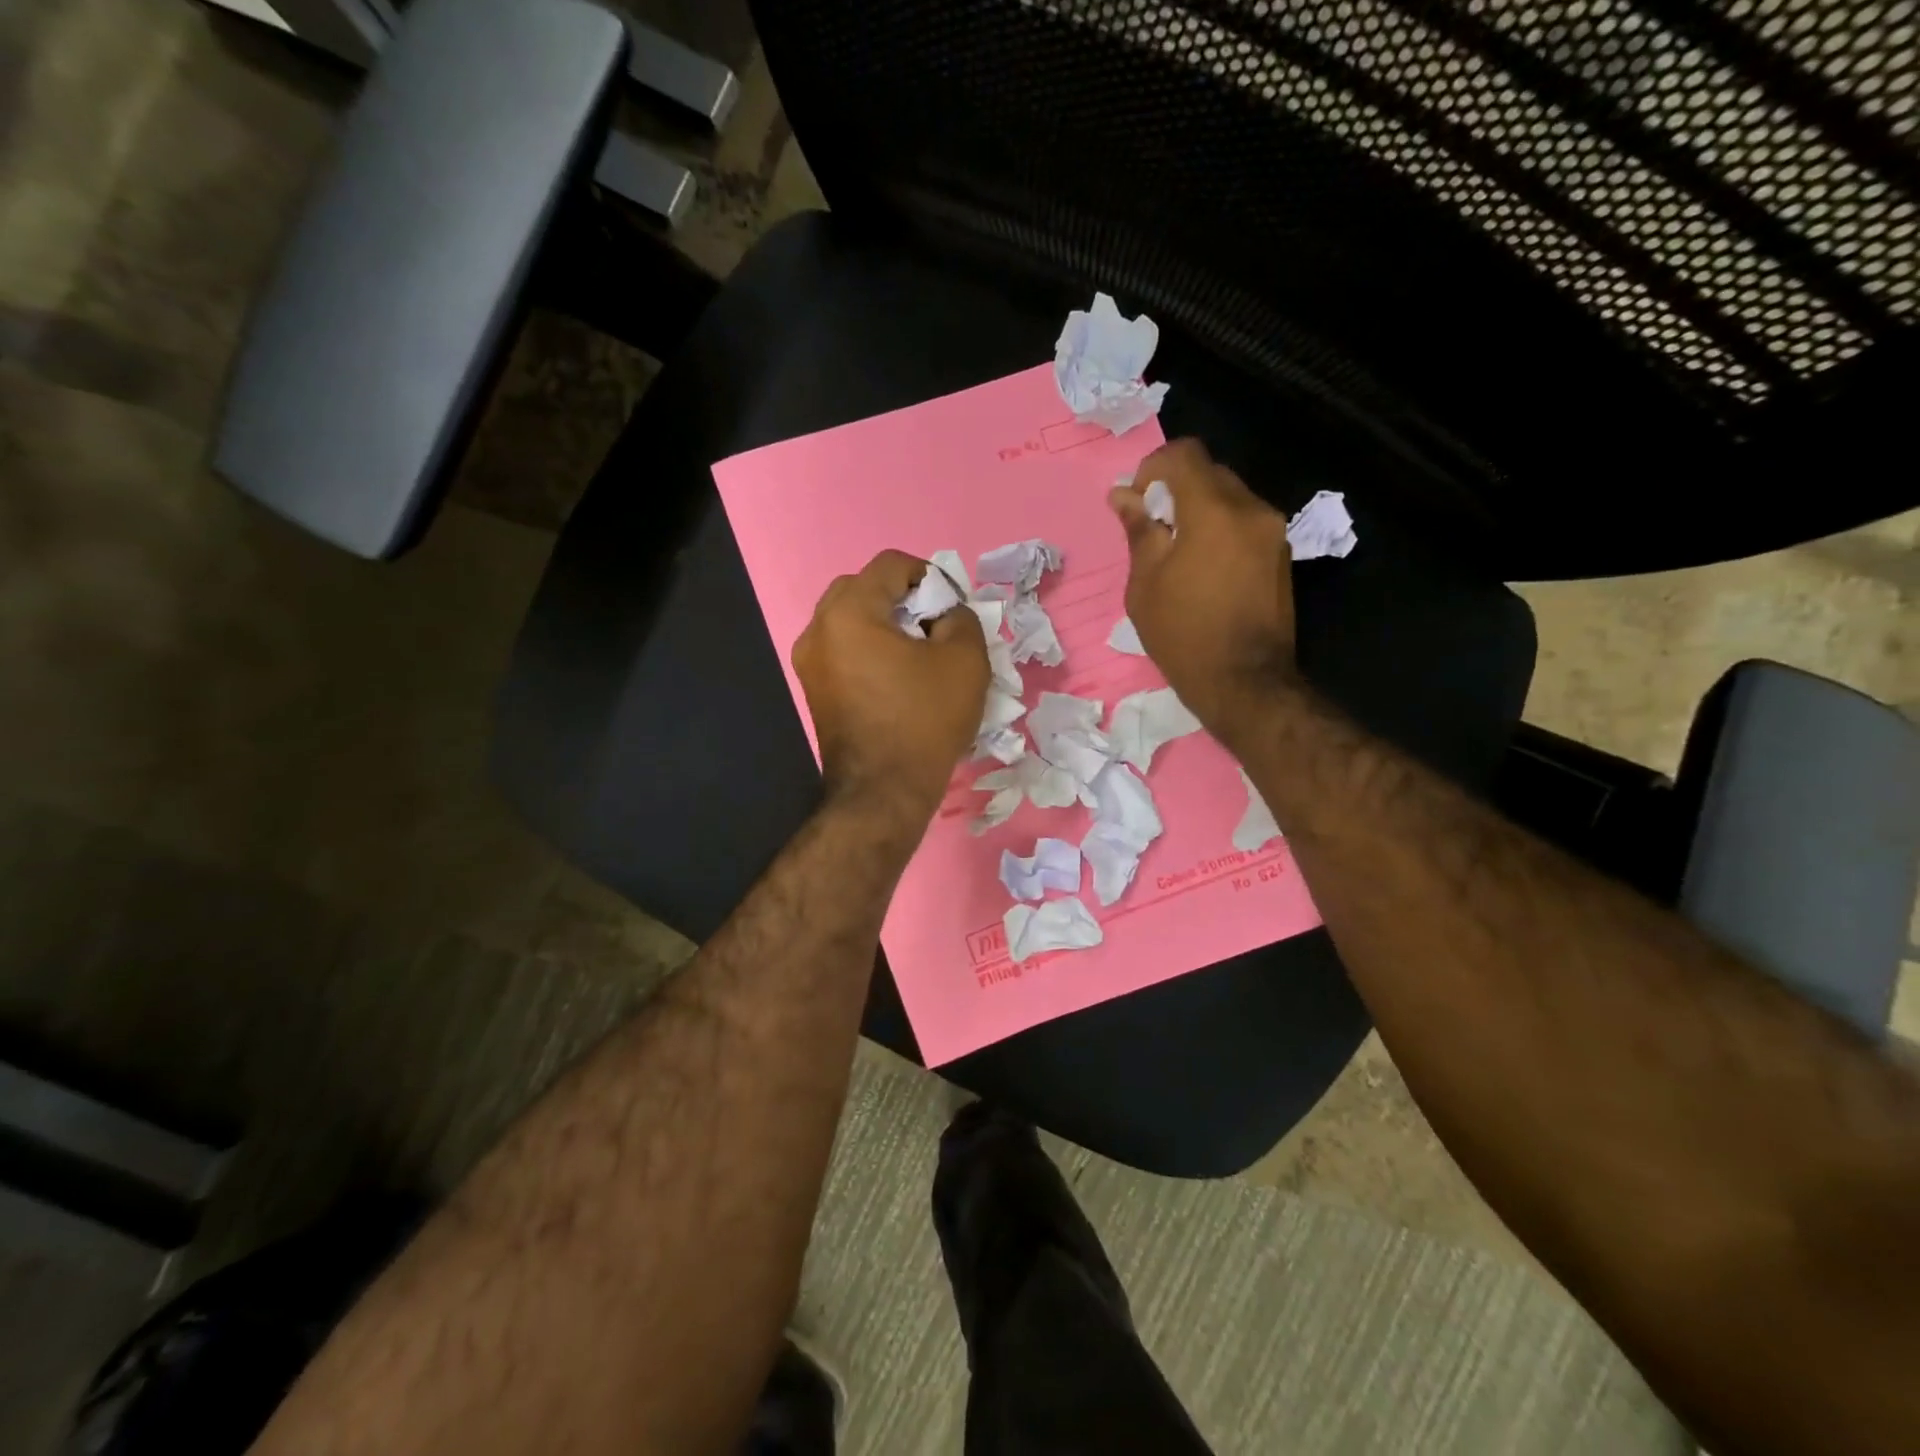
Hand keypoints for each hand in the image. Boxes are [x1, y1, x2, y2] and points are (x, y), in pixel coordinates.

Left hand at [793, 550, 988, 824]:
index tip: (952, 606)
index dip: (929, 575)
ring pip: (850, 619)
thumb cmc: (924, 720)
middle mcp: (818, 629)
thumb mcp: (965, 661)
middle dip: (902, 597)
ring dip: (885, 623)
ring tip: (918, 653)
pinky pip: (843, 649)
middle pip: (863, 587)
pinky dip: (869, 648)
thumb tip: (947, 613)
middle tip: (933, 626)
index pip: (890, 565)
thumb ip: (961, 617)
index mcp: (849, 612)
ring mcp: (809, 662)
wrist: (883, 792)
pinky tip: (897, 676)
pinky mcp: (814, 689)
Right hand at [1109, 438, 1298, 744]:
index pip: (1185, 454)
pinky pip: (1245, 523)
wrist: (1245, 682)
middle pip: (1210, 473)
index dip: (1154, 468)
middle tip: (1155, 532)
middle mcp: (1251, 509)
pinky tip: (1205, 570)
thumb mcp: (1145, 585)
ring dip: (1201, 511)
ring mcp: (1273, 532)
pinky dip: (1221, 530)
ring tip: (1179, 555)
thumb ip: (1139, 531)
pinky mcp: (1281, 555)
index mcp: (1214, 511)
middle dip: (1177, 490)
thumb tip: (1123, 496)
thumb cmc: (1183, 635)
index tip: (1140, 503)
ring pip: (1230, 498)